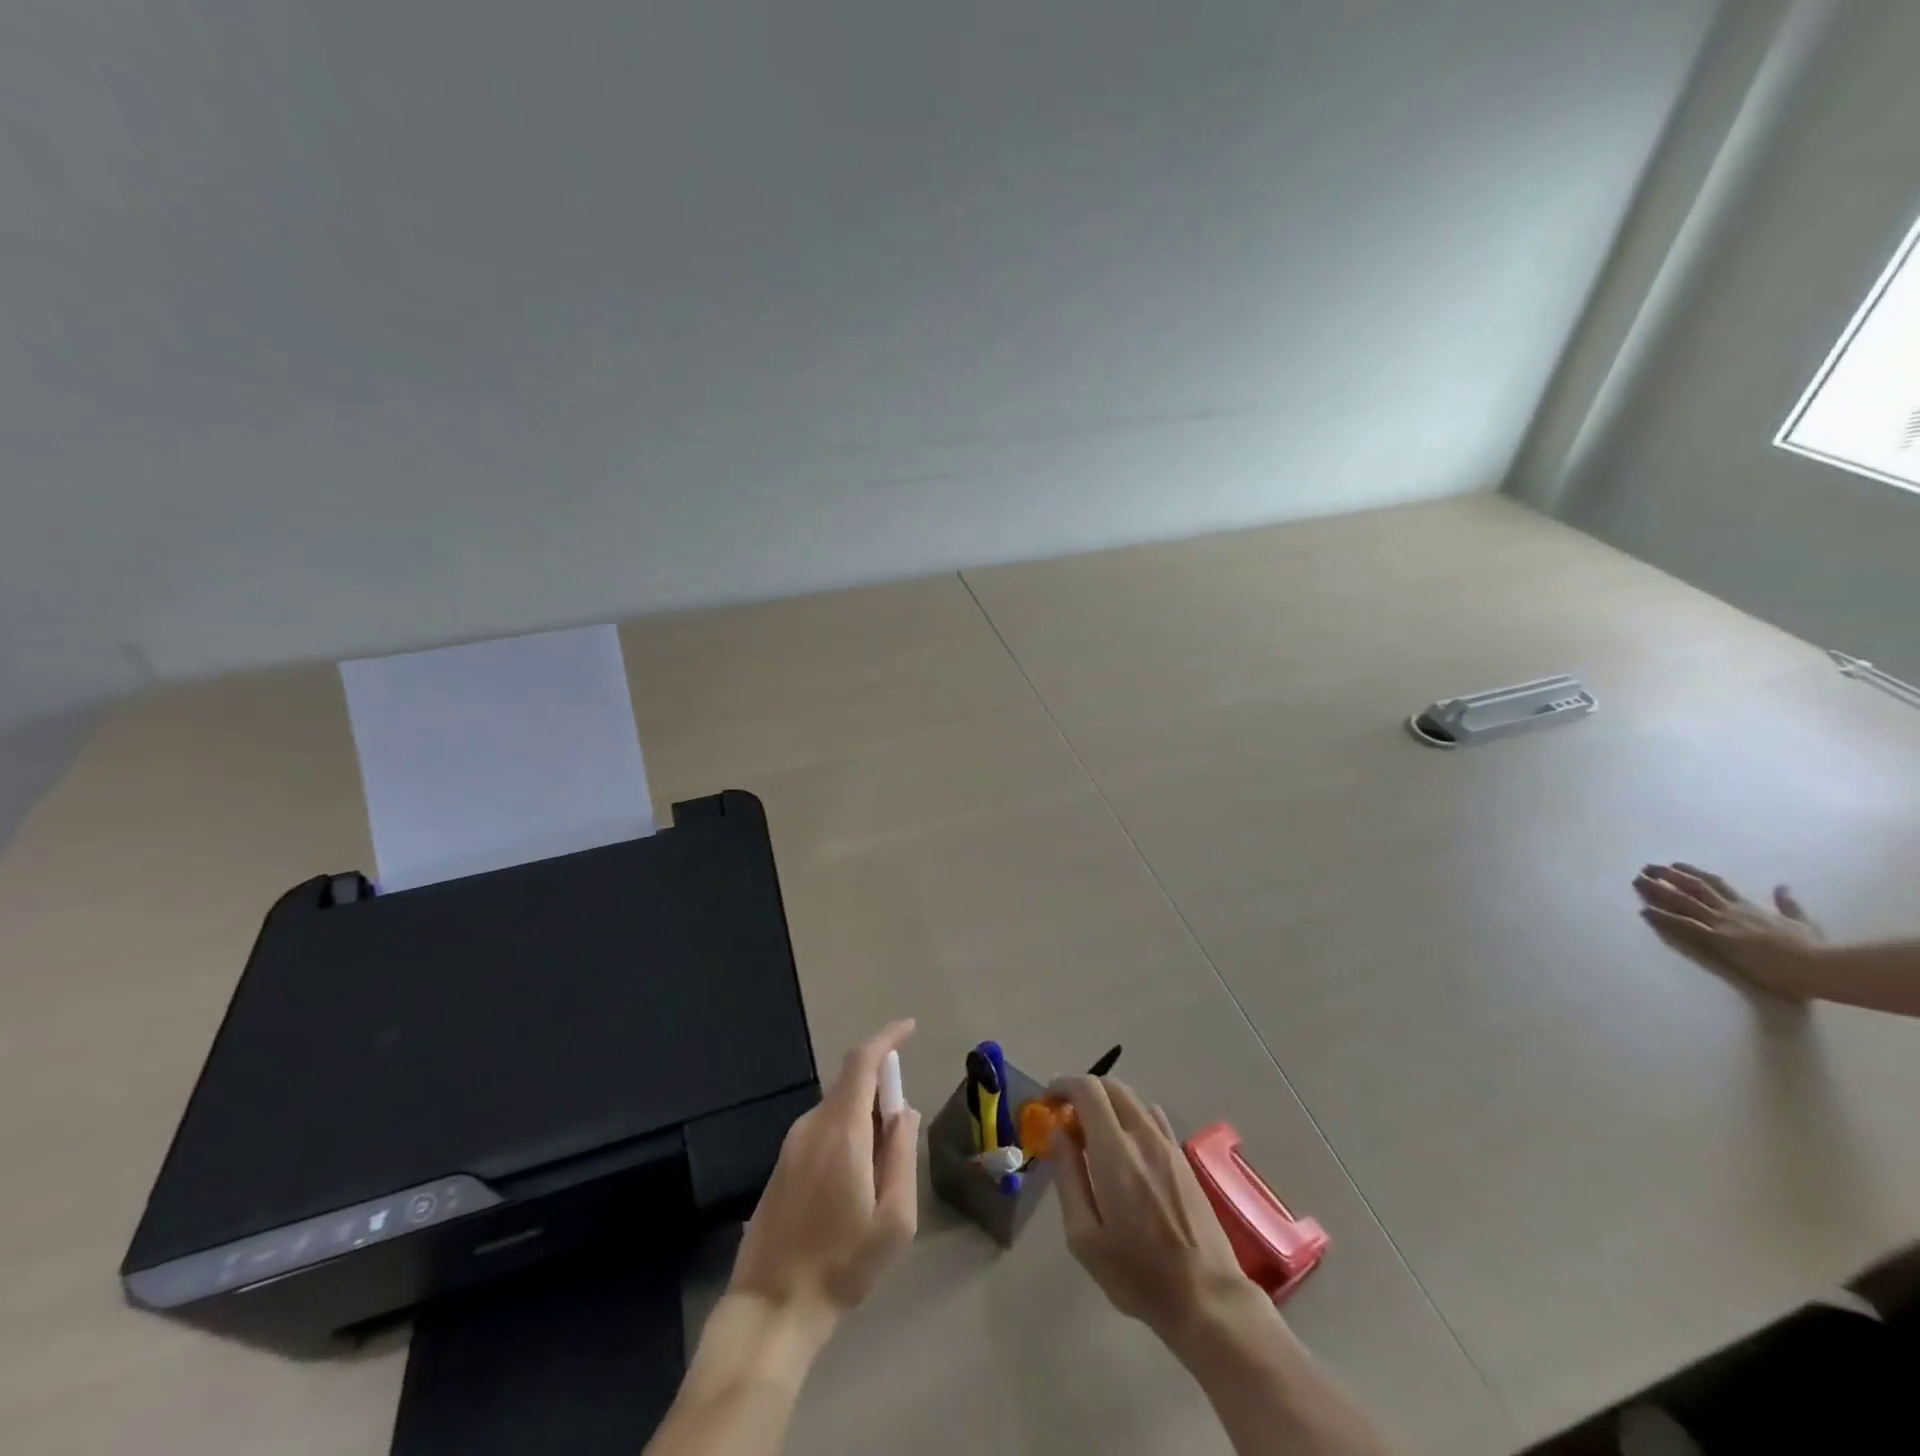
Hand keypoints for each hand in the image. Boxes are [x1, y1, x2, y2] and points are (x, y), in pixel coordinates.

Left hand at [727, 1020, 921, 1331]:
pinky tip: (852, 1183)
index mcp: (841, 1131)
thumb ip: (901, 1154)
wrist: (771, 1308)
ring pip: (837, 1110)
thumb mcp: (894, 1218)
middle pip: (850, 1084)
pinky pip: (822, 1130)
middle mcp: (812, 1126)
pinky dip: (846, 1134)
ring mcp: (791, 1144)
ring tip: (879, 1172)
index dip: (887, 1038)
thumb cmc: (842, 1264)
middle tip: (902, 1131)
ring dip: (864, 1118)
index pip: (862, 1062)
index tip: (910, 1028)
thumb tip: (904, 1111)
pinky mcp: (781, 1164)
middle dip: (881, 1089)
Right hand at [1050, 1075, 1265, 1353]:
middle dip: (1083, 1091)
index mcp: (1116, 1152)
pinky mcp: (1183, 1159)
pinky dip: (1129, 1118)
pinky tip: (1124, 1150)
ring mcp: (1168, 1145)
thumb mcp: (1084, 1237)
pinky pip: (1151, 1119)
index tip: (1047, 1102)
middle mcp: (1143, 1137)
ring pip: (1132, 1100)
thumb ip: (1068, 1177)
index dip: (1063, 1086)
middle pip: (1111, 1086)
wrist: (1207, 1298)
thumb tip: (1058, 1133)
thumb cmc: (1137, 1275)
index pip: (1088, 1089)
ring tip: (1091, 1134)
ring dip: (1106, 1104)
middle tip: (1065, 1117)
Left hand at [1633, 863, 1825, 997]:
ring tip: (1636, 881)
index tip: (1675, 864)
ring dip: (1657, 891)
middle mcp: (1731, 911)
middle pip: (1693, 887)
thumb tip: (1783, 886)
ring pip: (1683, 901)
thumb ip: (1789, 904)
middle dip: (1667, 876)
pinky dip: (1663, 917)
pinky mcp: (1719, 939)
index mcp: (1749, 907)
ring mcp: (1724, 924)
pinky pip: (1685, 925)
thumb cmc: (1814, 949)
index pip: (1716, 884)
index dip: (1692, 873)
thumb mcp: (1803, 922)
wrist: (1820, 966)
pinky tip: (1643, 910)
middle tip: (1645, 867)